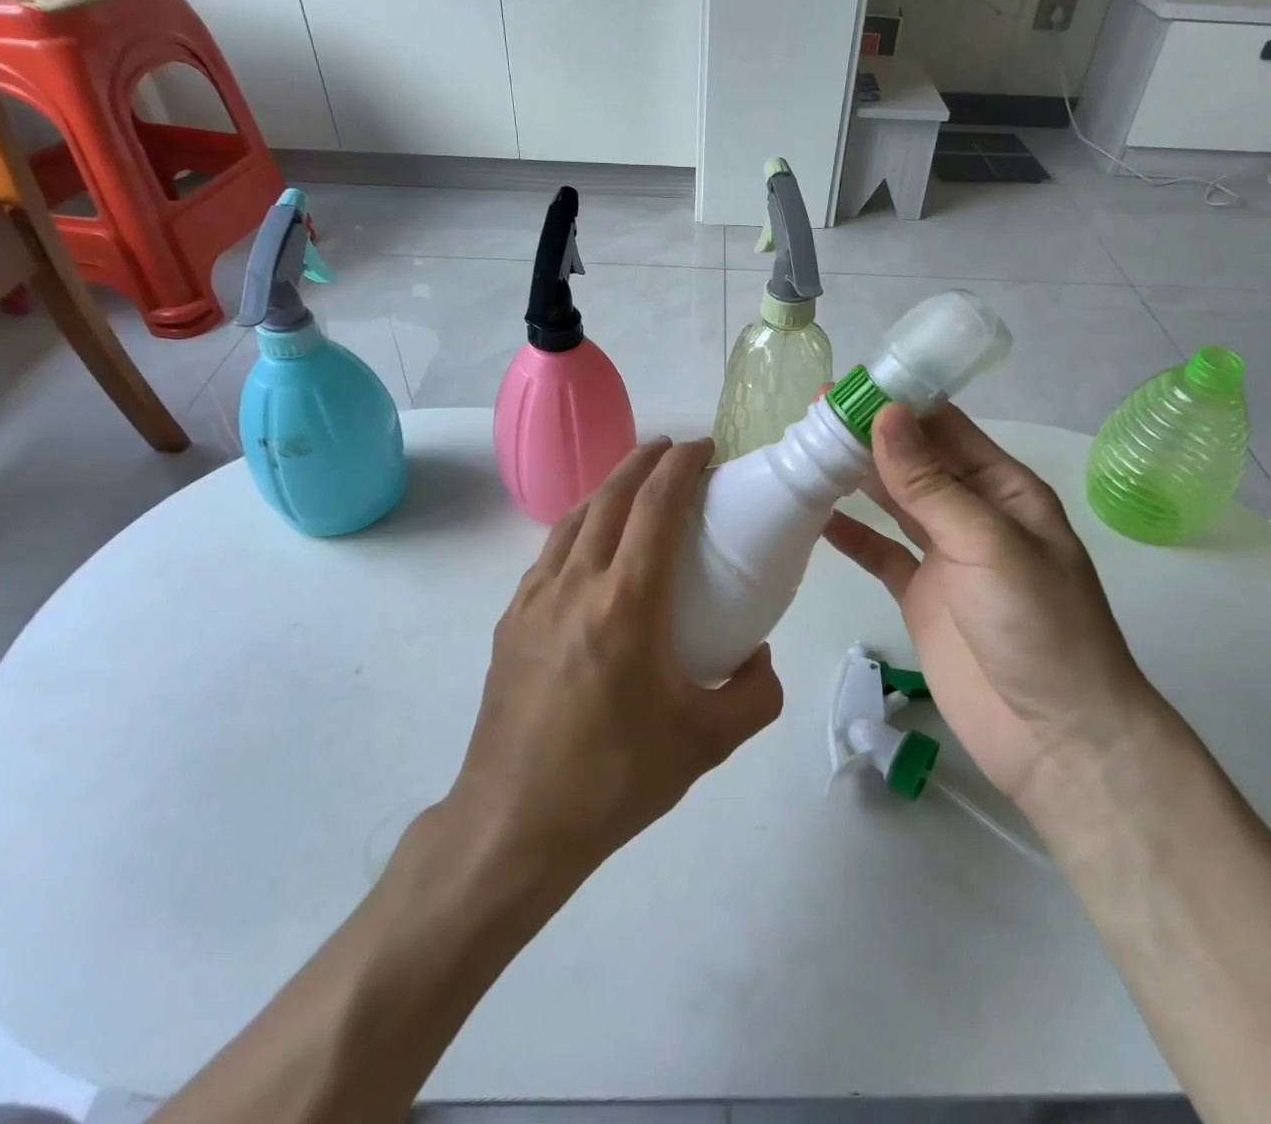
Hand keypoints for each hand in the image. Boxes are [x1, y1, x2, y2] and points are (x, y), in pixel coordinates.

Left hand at [453, 437, 782, 872]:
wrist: (515, 822)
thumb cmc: (617, 778)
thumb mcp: (709, 743)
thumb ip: (756, 693)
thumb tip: (759, 656)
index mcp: (626, 603)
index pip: (655, 507)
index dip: (680, 466)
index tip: (703, 447)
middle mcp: (575, 585)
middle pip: (610, 496)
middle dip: (644, 460)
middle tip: (673, 450)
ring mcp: (534, 599)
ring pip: (574, 519)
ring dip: (609, 489)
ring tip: (635, 485)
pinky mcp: (511, 620)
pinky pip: (550, 553)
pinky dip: (579, 528)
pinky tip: (592, 548)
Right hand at [822, 404, 1153, 819]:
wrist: (1056, 737)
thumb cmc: (1038, 627)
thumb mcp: (988, 544)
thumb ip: (931, 484)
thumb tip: (886, 415)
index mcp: (1004, 490)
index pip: (946, 429)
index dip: (899, 404)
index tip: (846, 388)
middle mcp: (973, 514)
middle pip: (913, 462)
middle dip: (868, 437)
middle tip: (810, 415)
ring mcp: (944, 556)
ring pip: (893, 502)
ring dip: (855, 478)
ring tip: (806, 453)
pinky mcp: (920, 595)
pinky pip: (880, 553)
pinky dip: (851, 534)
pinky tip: (817, 517)